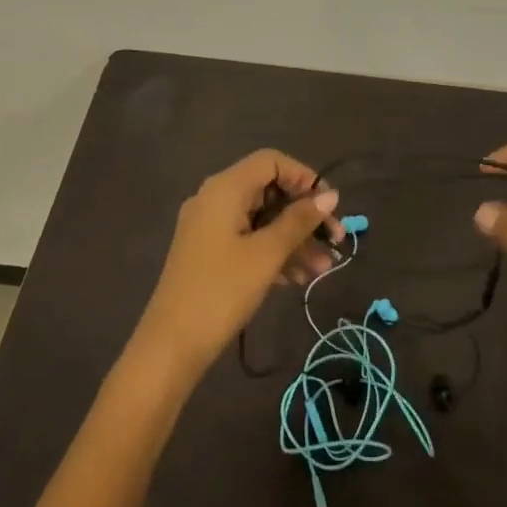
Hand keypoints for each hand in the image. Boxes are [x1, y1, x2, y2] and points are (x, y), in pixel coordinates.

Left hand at [132, 150, 340, 378]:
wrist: (171, 346)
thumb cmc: (221, 291)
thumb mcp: (267, 254)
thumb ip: (299, 221)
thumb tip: (330, 195)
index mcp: (225, 188)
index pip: (271, 161)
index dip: (304, 177)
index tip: (328, 206)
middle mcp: (215, 199)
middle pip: (269, 191)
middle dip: (304, 215)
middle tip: (335, 241)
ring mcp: (210, 227)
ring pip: (262, 219)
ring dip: (295, 239)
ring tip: (324, 268)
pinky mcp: (209, 253)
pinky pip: (249, 240)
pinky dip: (274, 253)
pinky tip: (299, 279)